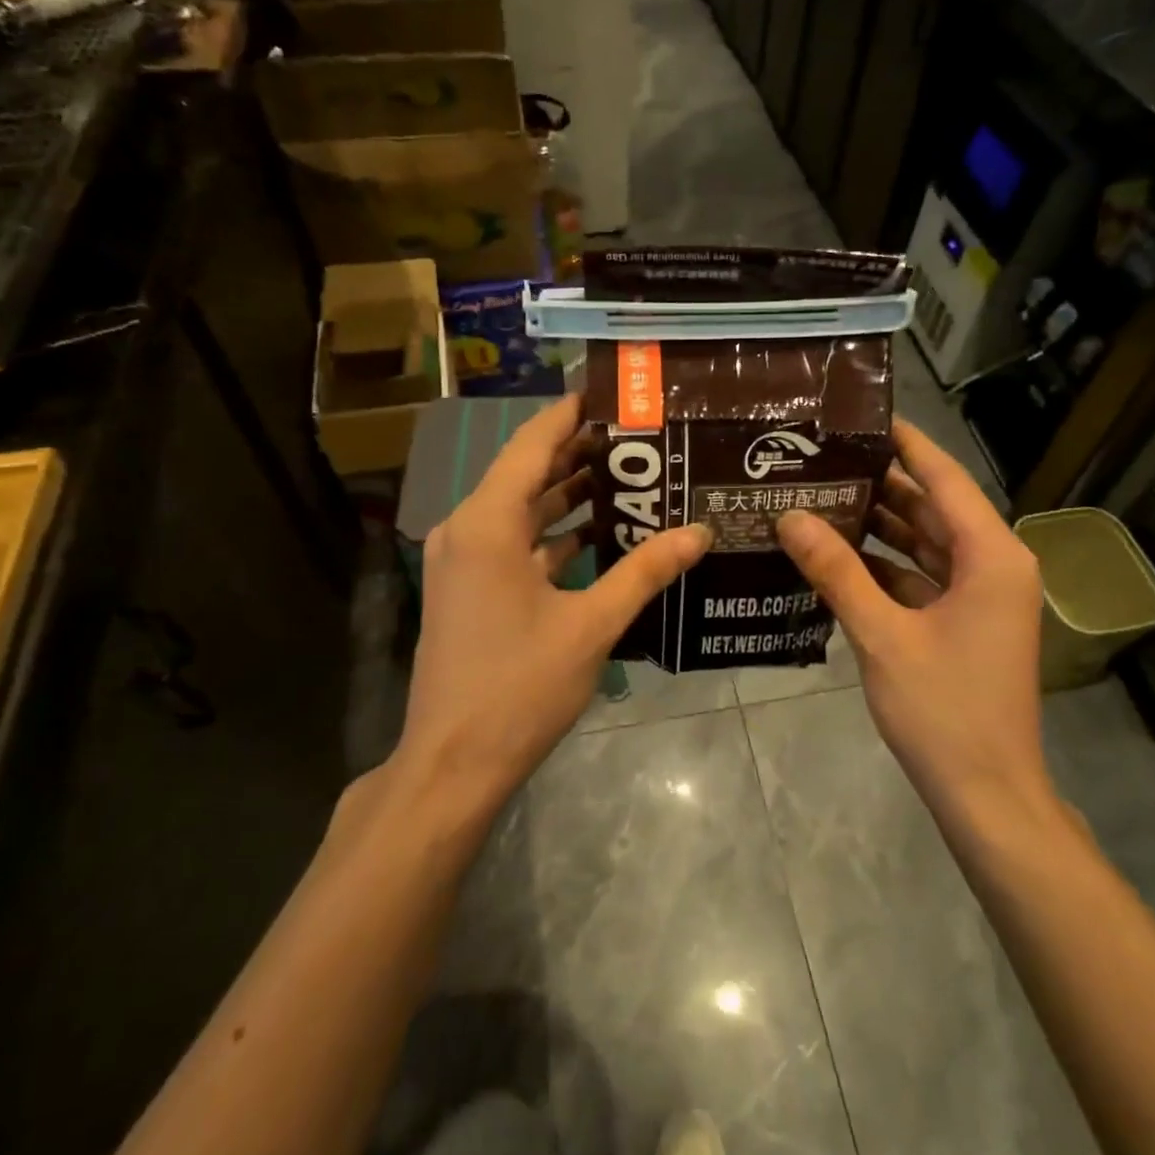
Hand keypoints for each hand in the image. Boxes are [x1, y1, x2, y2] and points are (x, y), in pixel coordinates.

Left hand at [395, 395, 710, 814]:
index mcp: (487, 523)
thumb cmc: (520, 686)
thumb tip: (699, 532)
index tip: (611, 393)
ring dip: (566, 494)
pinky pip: (513, 544)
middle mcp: (467, 530)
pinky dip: (551, 534)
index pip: (531, 444)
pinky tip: (597, 533)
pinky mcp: (469, 590)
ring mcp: (464, 562)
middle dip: (576, 452)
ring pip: (519, 510)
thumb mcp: (591, 624)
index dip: (569, 415)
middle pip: (524, 472)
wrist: (455, 762)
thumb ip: (644, 572)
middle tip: (635, 435)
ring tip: (626, 476)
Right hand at [777, 419, 1055, 826]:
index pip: (944, 479)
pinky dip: (883, 566)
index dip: (906, 444)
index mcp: (991, 556)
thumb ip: (836, 571)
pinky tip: (835, 556)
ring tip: (820, 496)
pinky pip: (921, 578)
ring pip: (924, 544)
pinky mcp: (964, 623)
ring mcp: (980, 596)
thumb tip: (790, 517)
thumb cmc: (943, 710)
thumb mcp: (882, 635)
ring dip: (878, 526)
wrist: (986, 793)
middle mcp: (993, 565)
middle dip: (880, 484)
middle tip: (822, 457)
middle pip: (932, 508)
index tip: (862, 415)